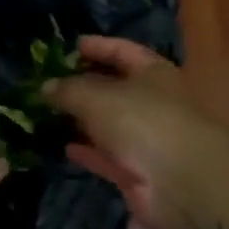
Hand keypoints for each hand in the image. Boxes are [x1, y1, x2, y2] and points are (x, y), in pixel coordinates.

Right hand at [44, 36, 223, 228]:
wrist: (182, 183)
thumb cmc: (143, 122)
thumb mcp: (97, 97)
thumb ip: (68, 90)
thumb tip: (46, 86)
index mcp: (154, 73)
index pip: (124, 51)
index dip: (99, 46)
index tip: (73, 45)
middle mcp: (154, 103)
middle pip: (116, 88)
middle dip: (85, 85)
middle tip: (51, 83)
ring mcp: (147, 139)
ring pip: (110, 124)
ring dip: (83, 120)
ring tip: (50, 115)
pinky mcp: (139, 172)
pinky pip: (108, 156)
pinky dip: (89, 151)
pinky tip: (64, 147)